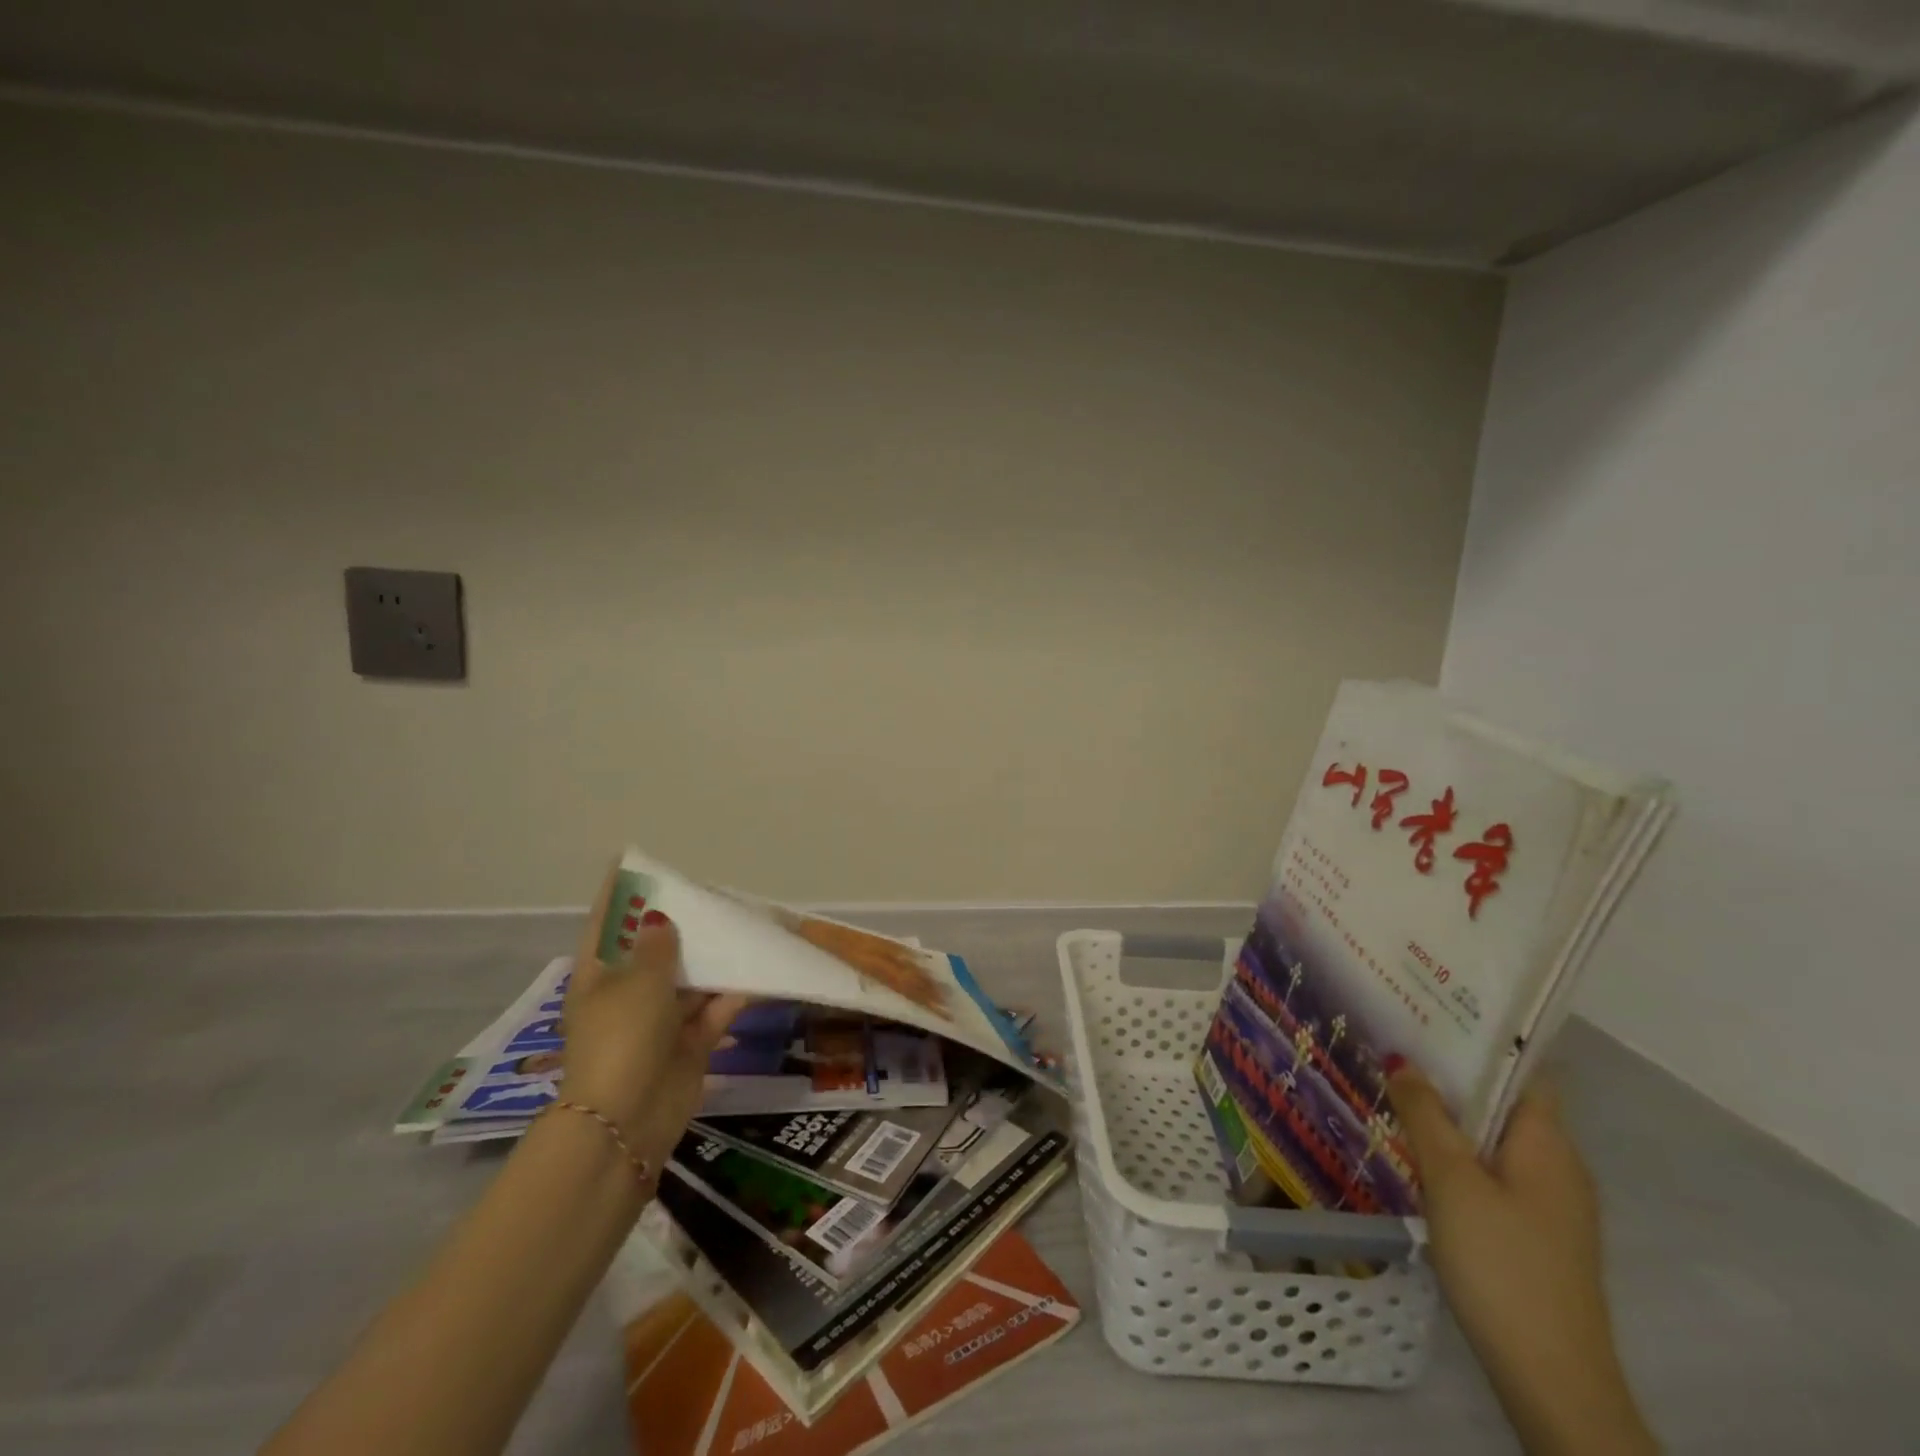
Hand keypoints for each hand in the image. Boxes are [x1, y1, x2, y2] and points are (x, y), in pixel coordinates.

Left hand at [561, 865, 747, 1174]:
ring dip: (714, 958)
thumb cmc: (622, 1039)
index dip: (617, 893)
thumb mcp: (637, 983)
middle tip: (708, 893)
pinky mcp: (689, 1044)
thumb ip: (658, 947)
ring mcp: (659, 1021)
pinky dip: (733, 994)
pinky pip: (714, 1009)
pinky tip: (758, 971)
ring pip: (691, 978)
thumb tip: (663, 921)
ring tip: (743, 924)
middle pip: (655, 950)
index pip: (606, 924)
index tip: (631, 861)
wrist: (627, 1122)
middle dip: (681, 925)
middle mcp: (628, 994)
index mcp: (599, 976)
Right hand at [1389, 1067, 1656, 1455]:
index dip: (1481, 1037)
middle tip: (1395, 1044)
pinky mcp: (1535, 1232)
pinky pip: (1494, 1170)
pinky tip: (1418, 1153)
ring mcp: (1550, 1203)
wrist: (1552, 1379)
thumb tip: (1403, 1058)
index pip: (1523, 1068)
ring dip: (1451, 1114)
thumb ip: (1425, 1115)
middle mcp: (1558, 1164)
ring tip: (1396, 1089)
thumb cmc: (1502, 1263)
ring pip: (1495, 1137)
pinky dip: (1459, 1151)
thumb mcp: (1451, 1180)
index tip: (1430, 1011)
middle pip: (1504, 1100)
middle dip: (1453, 1073)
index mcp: (1548, 1142)